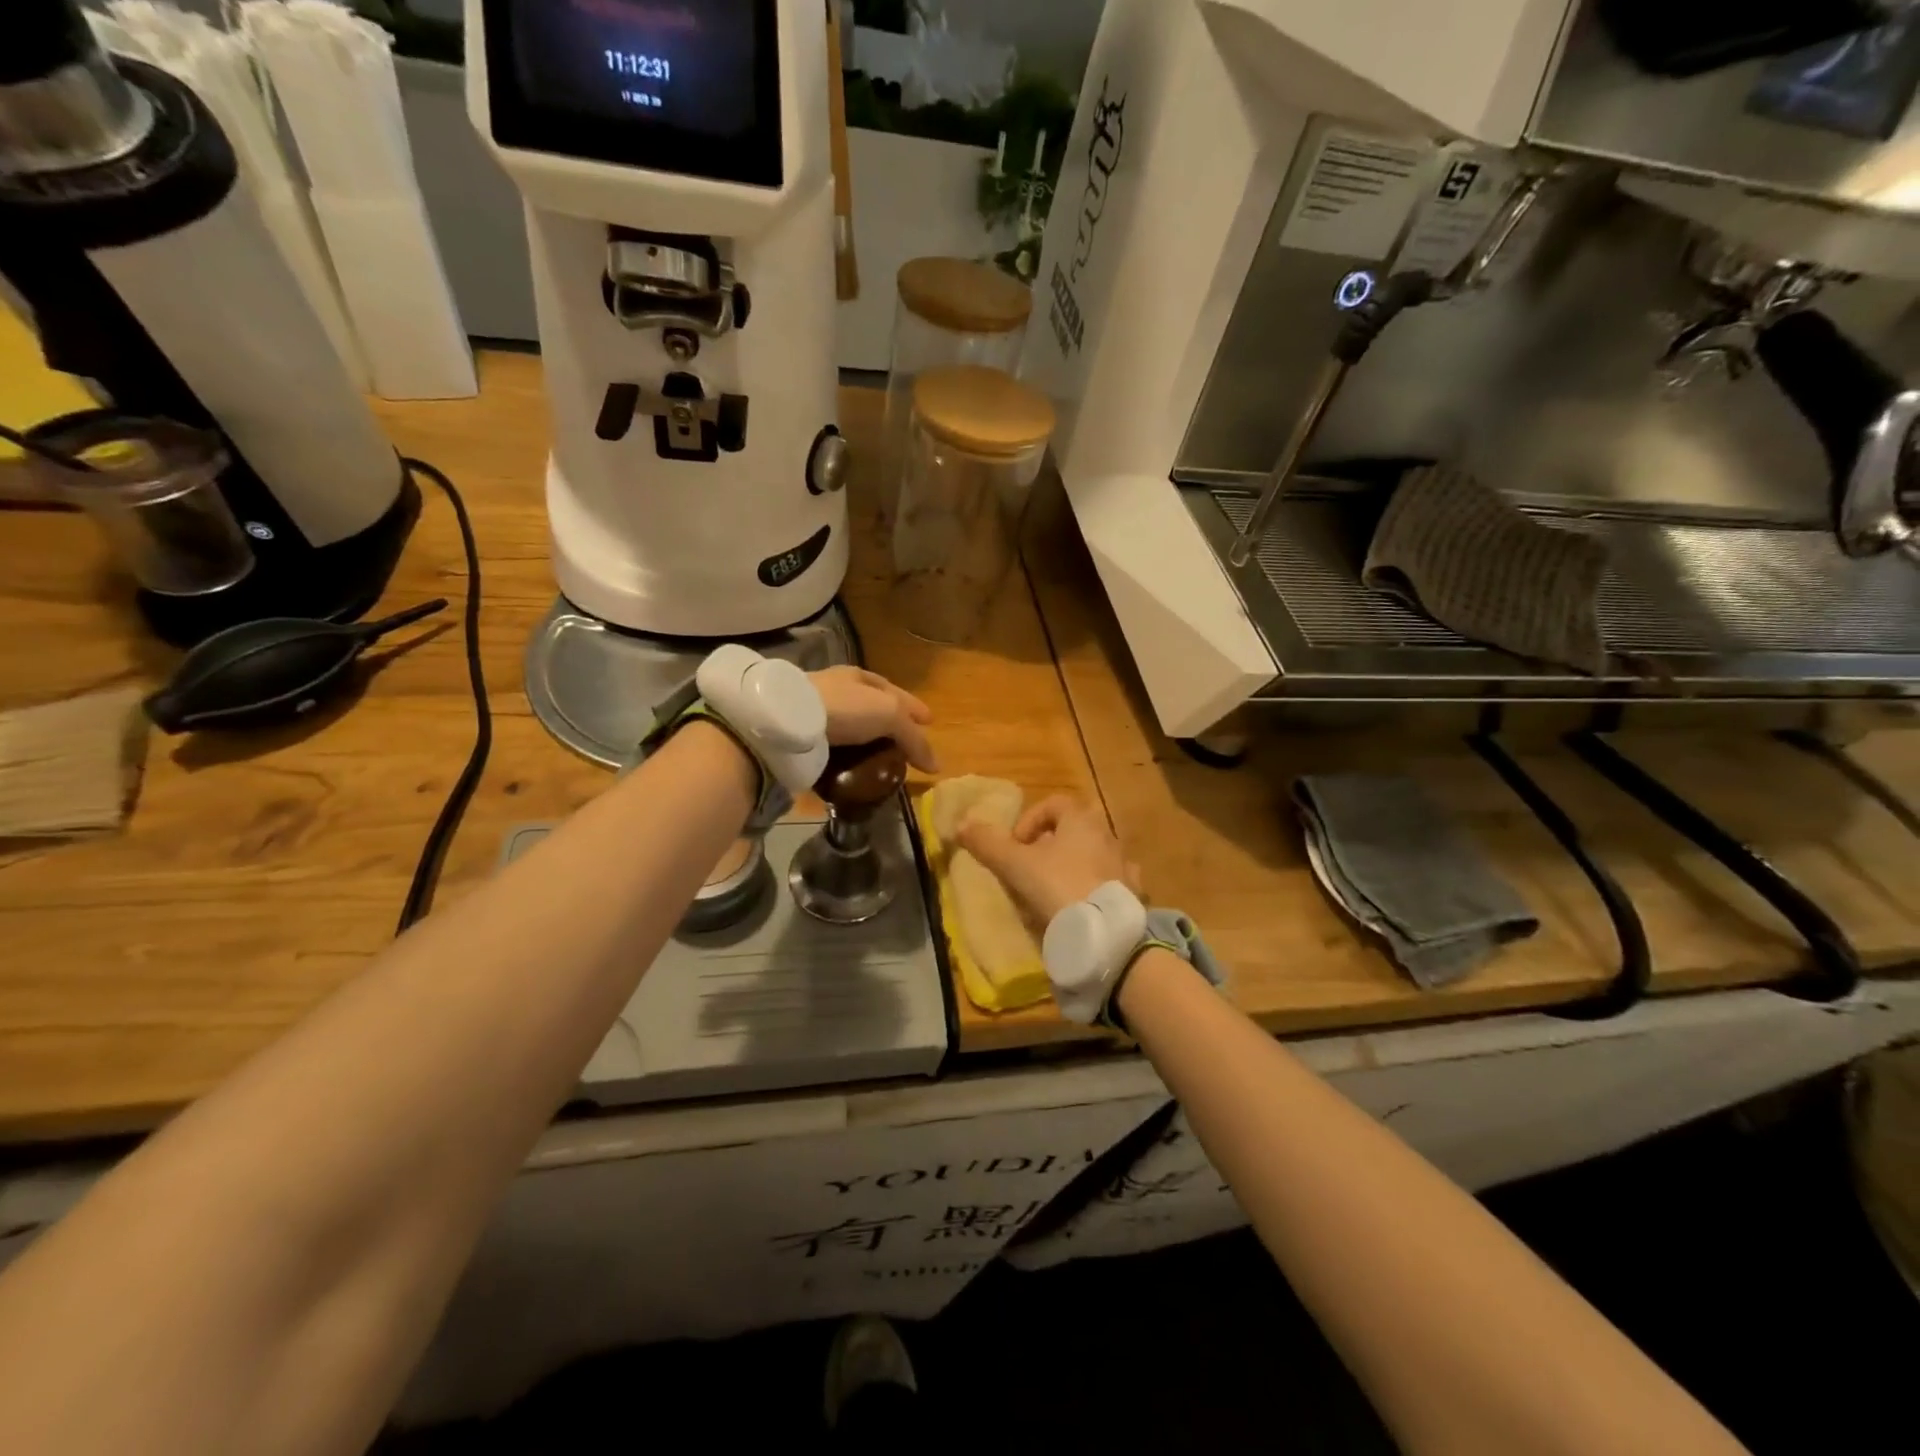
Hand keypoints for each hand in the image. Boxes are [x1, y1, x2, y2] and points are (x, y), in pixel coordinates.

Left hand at [810, 667, 938, 773]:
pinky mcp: (801, 732)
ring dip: (867, 739)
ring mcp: (816, 710)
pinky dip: (846, 752)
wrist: (790, 719)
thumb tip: (936, 766)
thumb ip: (913, 738)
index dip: (914, 706)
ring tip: (882, 757)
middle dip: (891, 721)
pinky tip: (852, 764)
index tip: (930, 721)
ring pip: (851, 724)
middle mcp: (837, 688)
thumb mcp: (889, 716)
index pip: (894, 691)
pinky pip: (832, 743)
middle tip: (907, 743)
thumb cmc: (845, 707)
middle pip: (873, 705)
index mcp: (859, 677)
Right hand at [956, 796, 1139, 928]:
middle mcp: (1107, 835)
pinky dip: (1094, 890)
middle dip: (1051, 845)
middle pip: (1075, 829)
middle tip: (1032, 869)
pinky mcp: (1132, 895)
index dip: (1029, 820)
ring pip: (1093, 856)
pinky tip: (1081, 908)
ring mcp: (1123, 865)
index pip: (1054, 803)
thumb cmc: (1058, 887)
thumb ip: (988, 843)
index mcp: (1081, 820)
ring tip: (1053, 892)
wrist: (1105, 934)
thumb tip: (961, 823)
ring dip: (1073, 866)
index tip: (1015, 846)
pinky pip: (1110, 884)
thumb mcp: (1015, 865)